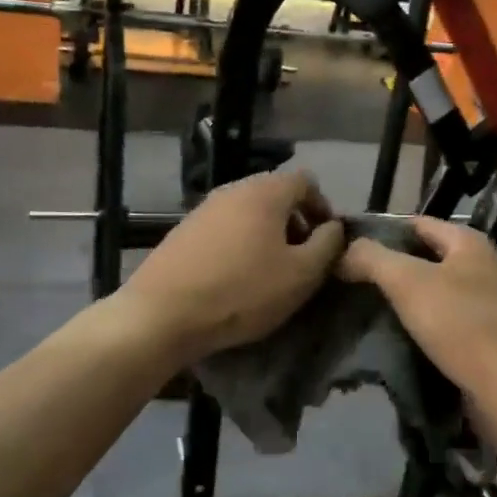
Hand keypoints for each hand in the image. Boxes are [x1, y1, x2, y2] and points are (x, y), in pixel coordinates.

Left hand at [119, 170, 344, 362]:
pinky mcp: (183, 232)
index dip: (323, 207)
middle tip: (301, 259)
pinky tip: (236, 278)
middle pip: (275, 195)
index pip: (305, 181)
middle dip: (295, 223)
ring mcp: (203, 209)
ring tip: (269, 272)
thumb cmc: (243, 292)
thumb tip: (334, 227)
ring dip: (266, 235)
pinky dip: (239, 244)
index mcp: (265, 192)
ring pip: (248, 213)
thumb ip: (328, 245)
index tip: (326, 242)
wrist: (163, 314)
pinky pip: (224, 229)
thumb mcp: (302, 274)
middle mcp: (232, 190)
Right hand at [337, 217, 496, 400]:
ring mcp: (480, 302)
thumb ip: (372, 258)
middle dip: (385, 267)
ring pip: (428, 290)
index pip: (414, 223)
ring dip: (398, 298)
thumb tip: (343, 251)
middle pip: (421, 257)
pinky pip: (437, 319)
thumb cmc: (459, 323)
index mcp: (467, 241)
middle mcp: (478, 265)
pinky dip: (414, 323)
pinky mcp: (478, 334)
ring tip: (359, 306)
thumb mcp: (407, 281)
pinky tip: (387, 334)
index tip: (343, 248)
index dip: (378, 231)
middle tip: (345, 279)